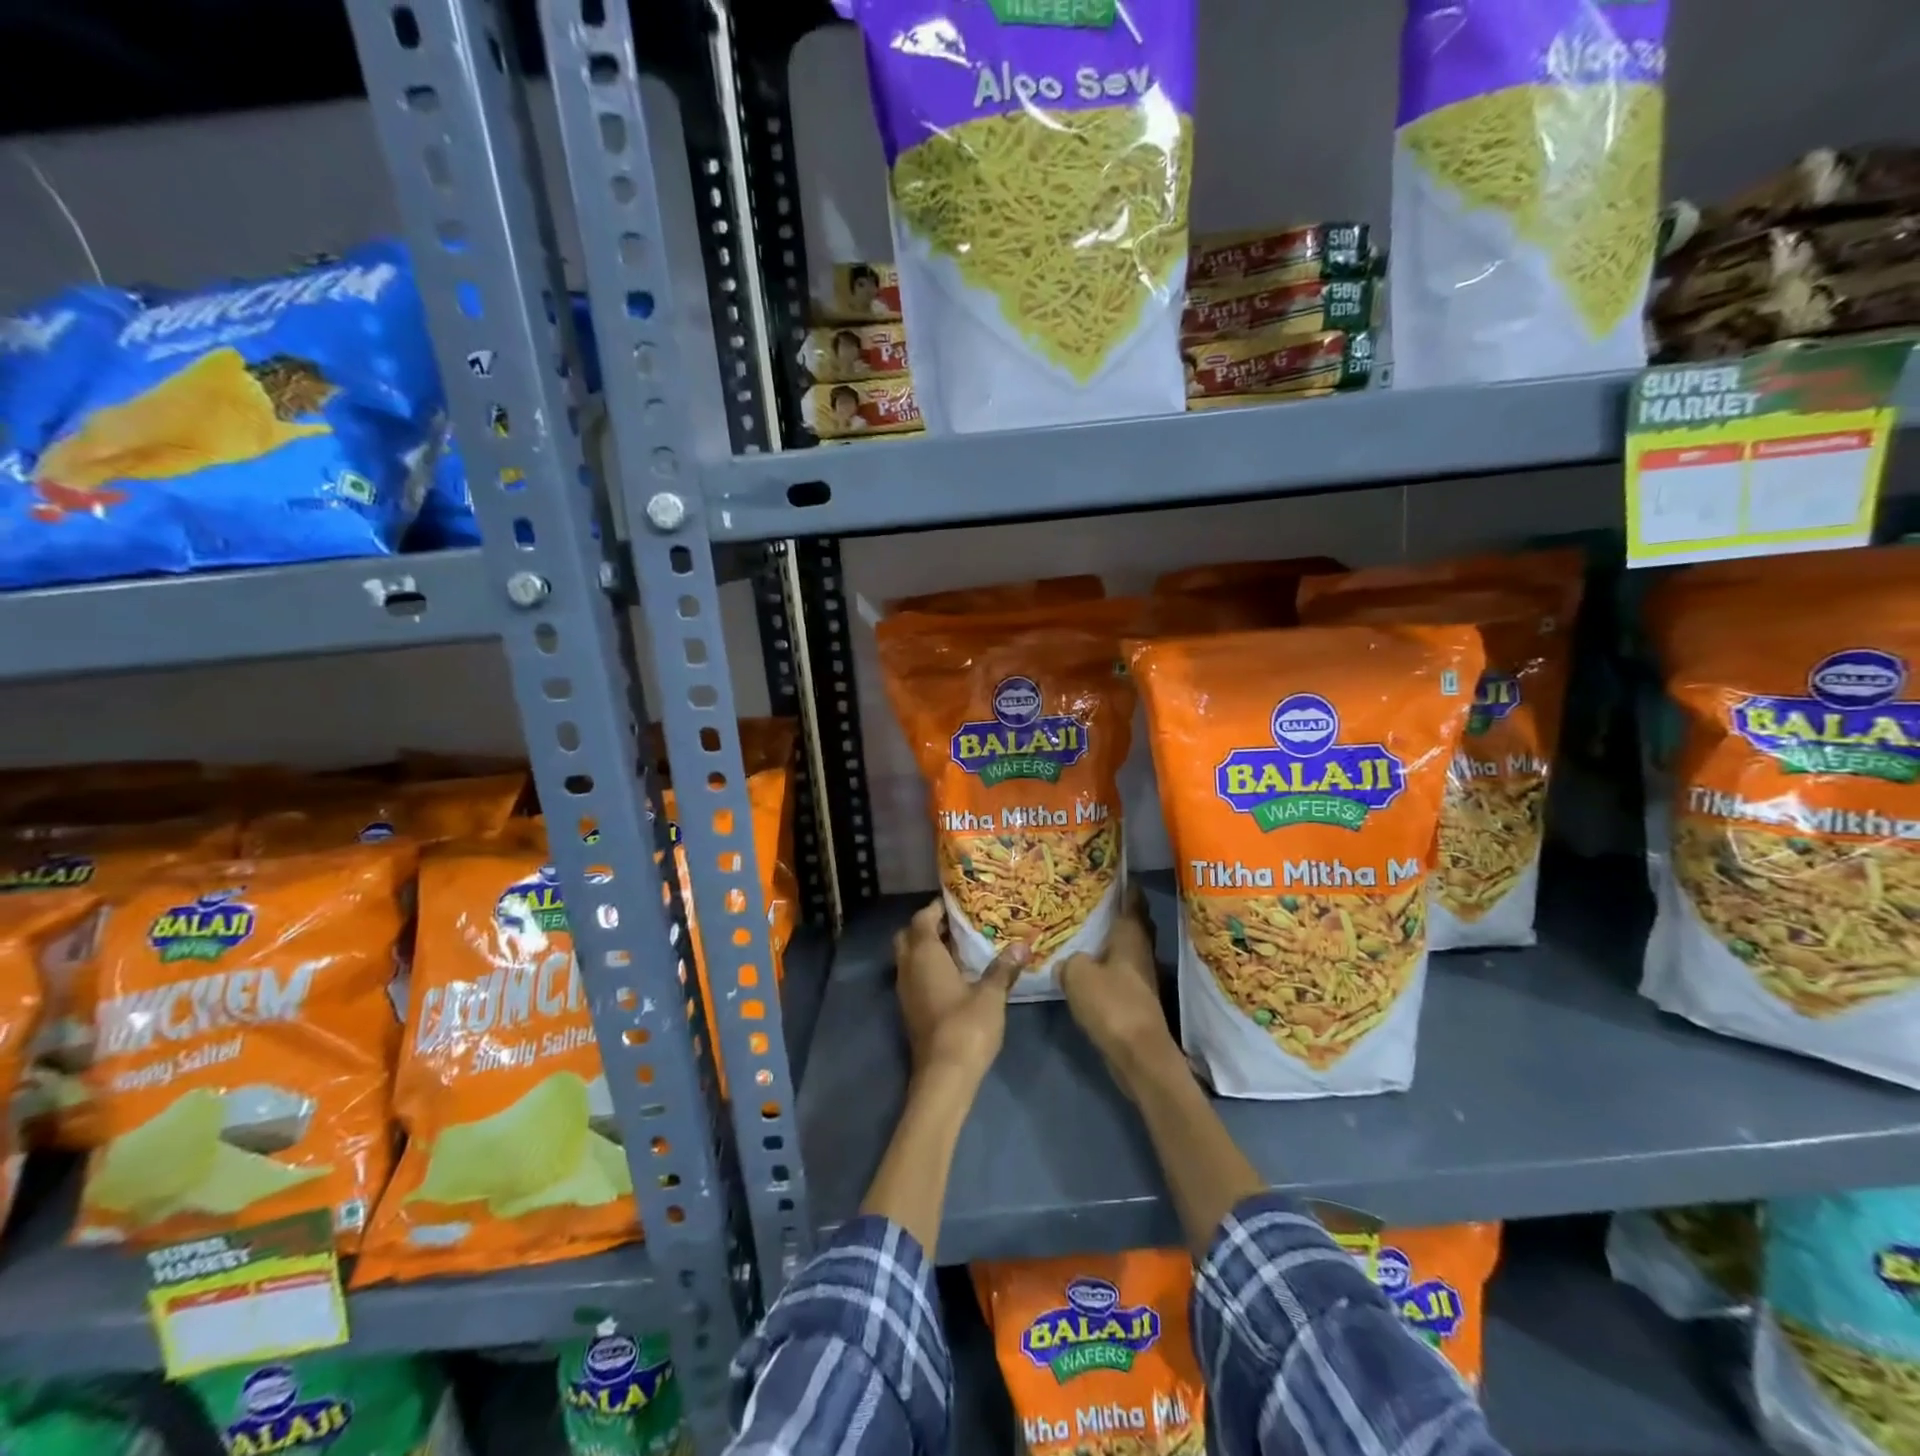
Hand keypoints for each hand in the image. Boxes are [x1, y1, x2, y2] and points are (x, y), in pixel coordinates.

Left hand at [893, 900, 1029, 1087]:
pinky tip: (954, 975)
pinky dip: (927, 968)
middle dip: (927, 926)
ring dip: (927, 948)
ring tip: (959, 946)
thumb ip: (1003, 968)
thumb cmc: (966, 1027)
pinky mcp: (910, 1010)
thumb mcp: (991, 995)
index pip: (922, 919)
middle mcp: (908, 968)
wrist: (944, 1077)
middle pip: (909, 936)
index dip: (936, 908)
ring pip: (909, 958)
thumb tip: (1022, 945)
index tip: (958, 902)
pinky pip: (914, 976)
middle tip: (956, 924)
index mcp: (923, 956)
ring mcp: (905, 991)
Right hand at [1060, 889, 1179, 1101]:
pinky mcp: (1137, 999)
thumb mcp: (1078, 974)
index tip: (1115, 870)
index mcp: (1131, 936)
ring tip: (1086, 929)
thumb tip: (1067, 961)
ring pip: (1127, 948)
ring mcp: (1142, 977)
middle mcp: (1141, 951)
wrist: (1138, 1055)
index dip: (1127, 884)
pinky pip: (1120, 971)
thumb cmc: (1112, 1004)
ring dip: (1112, 939)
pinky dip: (1108, 964)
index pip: (1133, 900)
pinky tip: (1088, 966)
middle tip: (1095, 897)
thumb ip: (1069, 961)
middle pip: (1134, 923)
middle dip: (1120, 910)